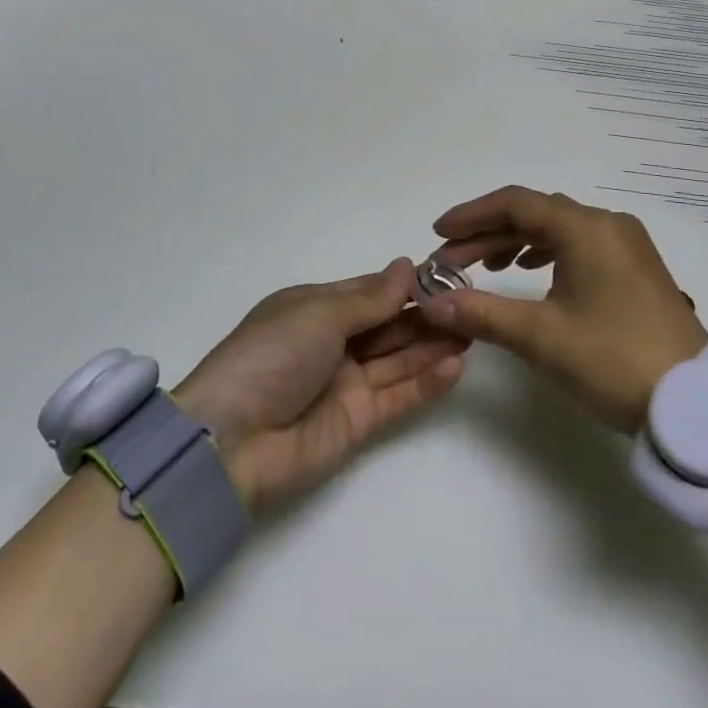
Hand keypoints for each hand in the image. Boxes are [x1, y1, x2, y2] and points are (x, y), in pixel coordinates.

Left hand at [174, 258, 468, 509]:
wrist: (231, 441)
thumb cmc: (271, 356)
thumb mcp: (318, 315)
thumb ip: (370, 298)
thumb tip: (406, 265)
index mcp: (315, 309)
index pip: (370, 291)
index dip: (406, 284)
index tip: (448, 274)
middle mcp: (334, 342)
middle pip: (389, 324)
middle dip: (427, 314)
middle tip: (471, 304)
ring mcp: (347, 382)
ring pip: (400, 358)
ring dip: (434, 345)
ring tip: (475, 330)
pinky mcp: (359, 421)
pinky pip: (399, 395)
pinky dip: (428, 382)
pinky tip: (457, 365)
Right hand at [418, 188, 706, 432]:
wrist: (697, 404)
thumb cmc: (614, 360)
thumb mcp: (541, 337)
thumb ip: (481, 313)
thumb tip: (431, 304)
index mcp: (586, 228)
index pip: (515, 204)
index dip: (471, 215)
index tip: (438, 234)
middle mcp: (607, 224)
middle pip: (535, 213)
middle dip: (488, 233)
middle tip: (451, 260)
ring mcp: (626, 245)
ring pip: (557, 229)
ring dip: (515, 242)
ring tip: (483, 267)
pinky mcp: (635, 267)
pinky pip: (579, 245)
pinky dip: (546, 253)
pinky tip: (529, 272)